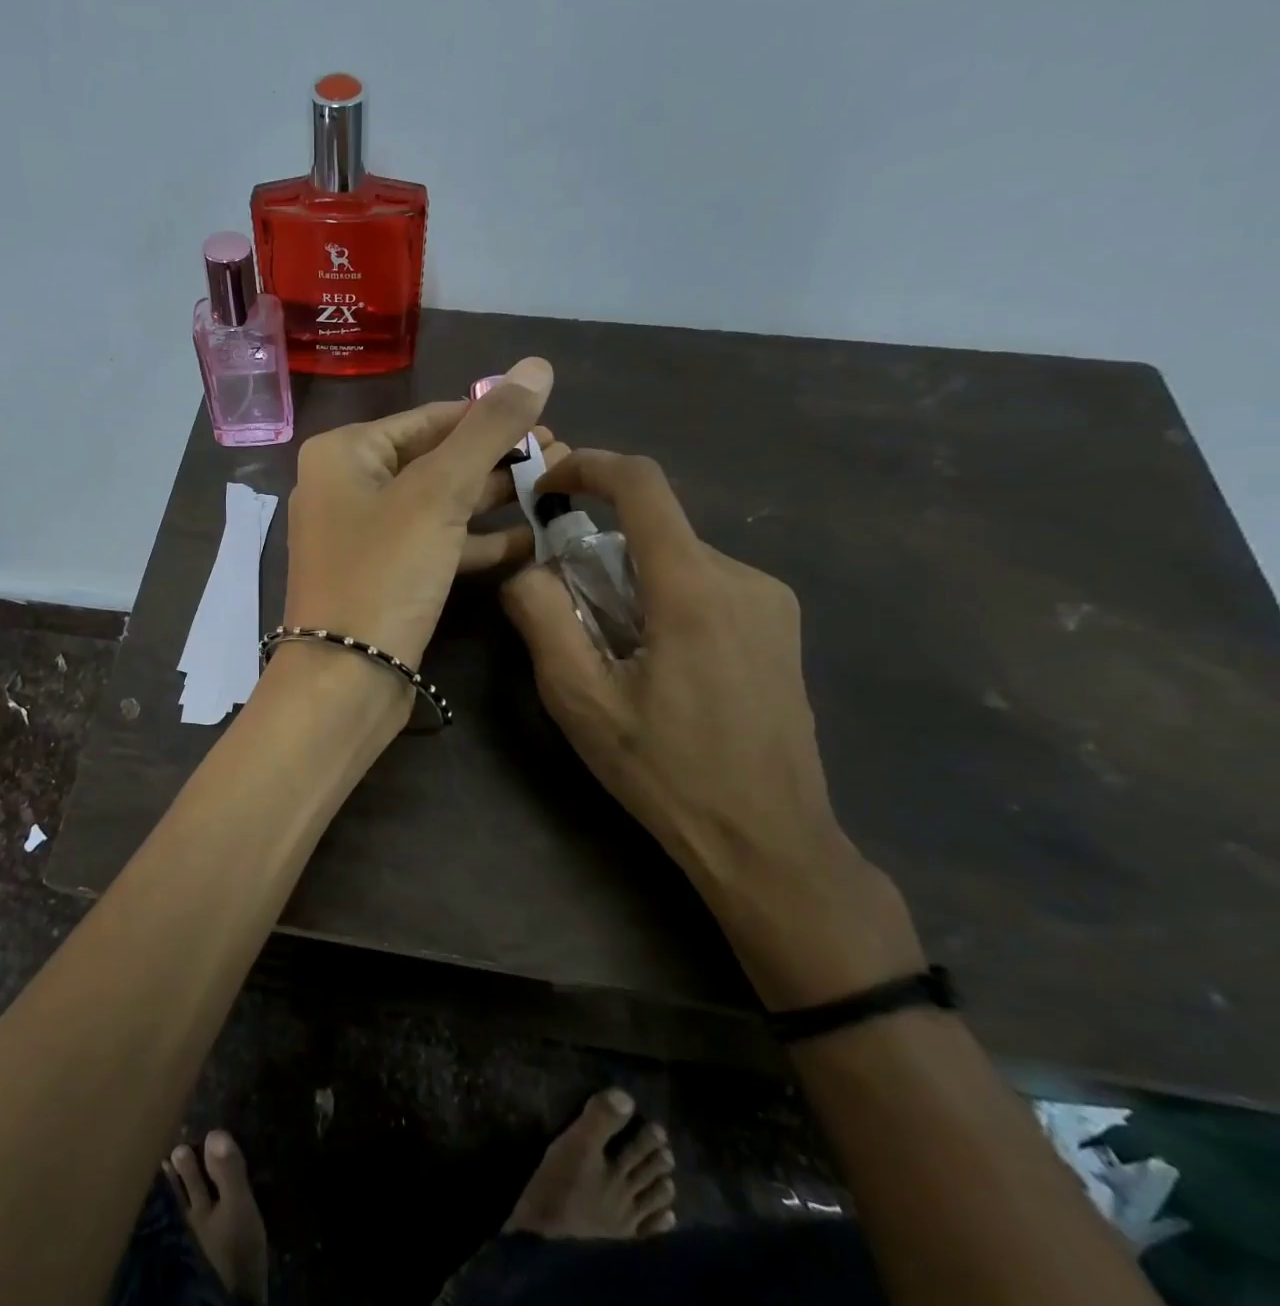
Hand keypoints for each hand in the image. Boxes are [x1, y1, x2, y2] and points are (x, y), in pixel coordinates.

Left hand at [283, 356, 554, 672]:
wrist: (345, 680)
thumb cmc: (383, 574)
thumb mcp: (438, 493)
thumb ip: (488, 429)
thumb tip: (536, 363)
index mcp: (345, 453)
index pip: (429, 418)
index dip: (490, 416)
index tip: (548, 419)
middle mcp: (347, 488)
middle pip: (435, 459)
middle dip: (497, 459)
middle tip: (563, 455)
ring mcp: (364, 536)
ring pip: (439, 504)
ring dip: (494, 499)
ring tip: (557, 488)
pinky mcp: (384, 577)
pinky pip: (435, 545)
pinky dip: (477, 542)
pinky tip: (531, 541)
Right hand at [500, 448, 922, 1008]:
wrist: (768, 840)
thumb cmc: (665, 771)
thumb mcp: (580, 700)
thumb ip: (542, 619)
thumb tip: (527, 569)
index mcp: (693, 588)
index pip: (642, 485)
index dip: (588, 466)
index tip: (546, 484)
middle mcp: (741, 577)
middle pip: (652, 531)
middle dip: (597, 554)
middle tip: (567, 614)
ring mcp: (769, 602)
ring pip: (677, 561)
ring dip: (629, 584)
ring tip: (612, 654)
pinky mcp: (778, 627)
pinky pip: (705, 586)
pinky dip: (663, 600)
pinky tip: (656, 665)